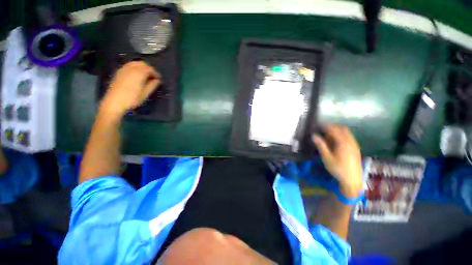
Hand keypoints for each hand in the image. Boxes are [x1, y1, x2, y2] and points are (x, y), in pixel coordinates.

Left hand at [100, 61, 160, 118]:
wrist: (114, 102)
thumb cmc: (132, 99)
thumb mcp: (145, 94)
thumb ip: (152, 85)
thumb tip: (157, 80)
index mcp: (138, 73)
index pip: (150, 68)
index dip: (155, 73)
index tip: (159, 79)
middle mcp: (131, 68)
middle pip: (142, 63)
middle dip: (149, 69)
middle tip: (153, 77)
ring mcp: (123, 69)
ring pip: (135, 63)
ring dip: (142, 68)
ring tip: (145, 76)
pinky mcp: (119, 72)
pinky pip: (129, 65)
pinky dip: (135, 68)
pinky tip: (137, 76)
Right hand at [312, 125, 362, 197]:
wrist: (353, 180)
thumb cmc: (338, 169)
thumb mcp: (327, 157)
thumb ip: (321, 145)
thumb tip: (313, 135)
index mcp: (343, 143)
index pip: (334, 130)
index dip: (326, 126)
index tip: (318, 125)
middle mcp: (350, 141)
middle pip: (342, 129)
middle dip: (332, 127)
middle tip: (323, 129)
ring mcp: (354, 145)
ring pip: (347, 132)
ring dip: (338, 130)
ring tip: (328, 135)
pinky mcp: (356, 148)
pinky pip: (349, 137)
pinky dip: (342, 135)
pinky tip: (336, 141)